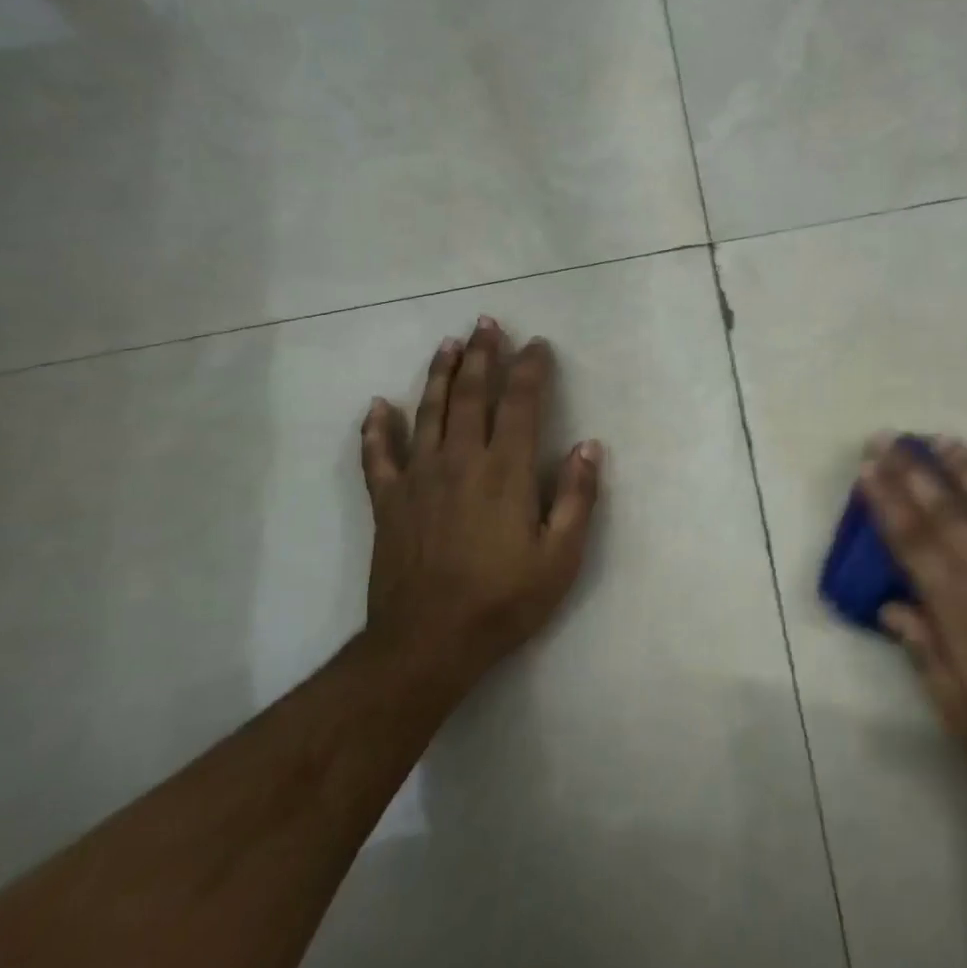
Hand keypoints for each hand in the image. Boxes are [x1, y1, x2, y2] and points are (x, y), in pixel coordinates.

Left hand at [359, 317, 601, 694]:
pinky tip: (378, 406)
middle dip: (482, 356)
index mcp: (506, 472)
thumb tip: (590, 446)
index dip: (530, 370)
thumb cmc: (504, 600)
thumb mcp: (560, 557)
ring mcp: (419, 479)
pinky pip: (378, 456)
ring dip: (439, 375)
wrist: (427, 643)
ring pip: (428, 412)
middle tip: (487, 324)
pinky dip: (377, 428)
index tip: (537, 345)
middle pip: (471, 395)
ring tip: (448, 344)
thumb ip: (578, 498)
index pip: (521, 405)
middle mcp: (461, 461)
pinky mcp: (388, 502)